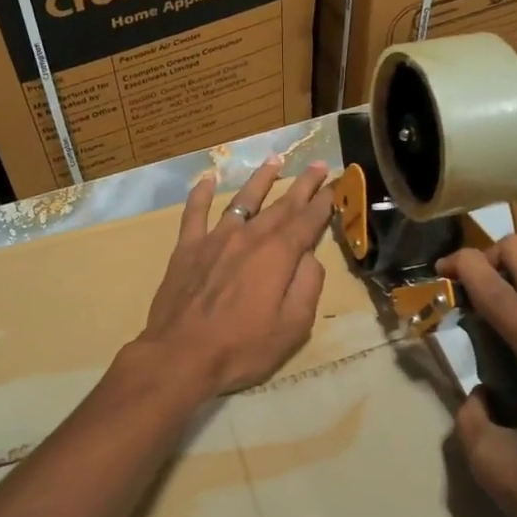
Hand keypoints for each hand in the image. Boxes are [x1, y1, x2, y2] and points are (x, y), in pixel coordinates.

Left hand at [137, 158, 334, 398]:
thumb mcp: (293, 326)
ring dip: (261, 179)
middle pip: (281, 205)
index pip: (307, 221)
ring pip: (242, 200)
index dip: (324, 202)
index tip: (335, 185)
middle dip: (302, 184)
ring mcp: (215, 240)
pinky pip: (195, 213)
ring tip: (274, 160)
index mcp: (278, 255)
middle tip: (317, 165)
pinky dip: (202, 194)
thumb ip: (307, 286)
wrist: (181, 356)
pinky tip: (208, 179)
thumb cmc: (242, 347)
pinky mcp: (187, 249)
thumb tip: (310, 257)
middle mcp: (249, 237)